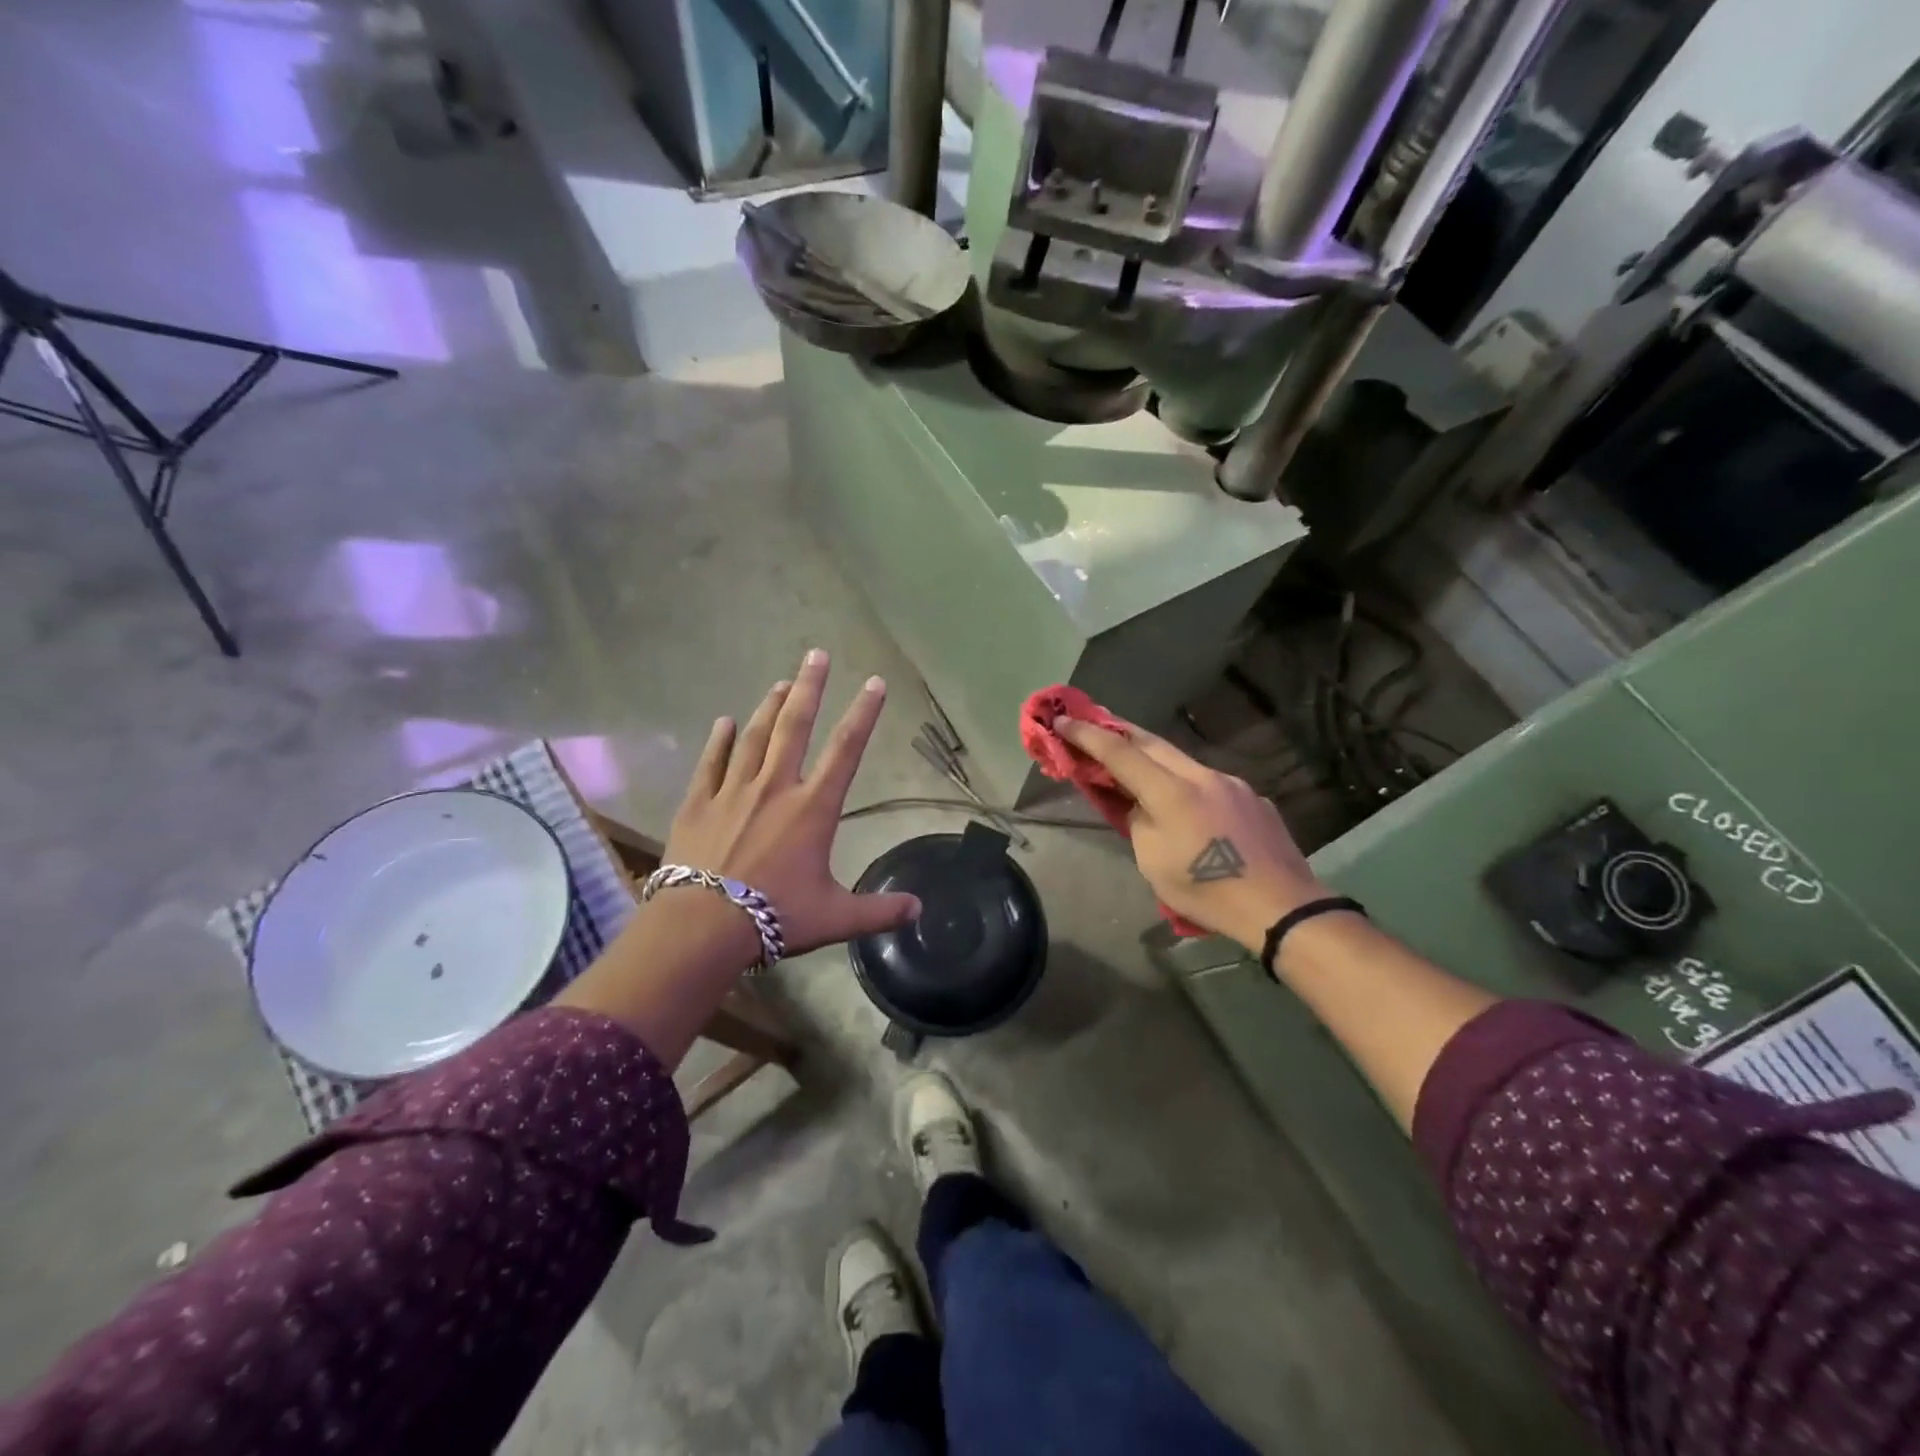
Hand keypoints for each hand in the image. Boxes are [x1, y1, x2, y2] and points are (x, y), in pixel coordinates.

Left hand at [656, 648, 921, 961]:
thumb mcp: (834, 917)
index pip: (846, 751)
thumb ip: (879, 910)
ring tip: (780, 682)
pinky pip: (711, 763)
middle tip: (816, 654)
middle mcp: (775, 788)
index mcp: (812, 809)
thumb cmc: (775, 916)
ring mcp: (733, 792)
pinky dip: (719, 741)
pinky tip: (725, 722)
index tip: (874, 682)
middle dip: (809, 688)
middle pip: (795, 726)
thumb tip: (919, 909)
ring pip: (755, 737)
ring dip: (769, 707)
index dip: (864, 714)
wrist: (702, 926)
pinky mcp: (698, 803)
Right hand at [1055, 715, 1326, 951]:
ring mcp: (1232, 784)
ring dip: (1154, 758)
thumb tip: (1140, 806)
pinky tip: (1190, 809)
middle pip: (1152, 743)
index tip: (1061, 720)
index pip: (1119, 753)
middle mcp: (1202, 776)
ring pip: (1183, 761)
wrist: (1282, 907)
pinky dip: (1187, 784)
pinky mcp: (1253, 799)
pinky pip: (1209, 782)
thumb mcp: (1153, 862)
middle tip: (1094, 727)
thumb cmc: (1208, 891)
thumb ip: (1139, 822)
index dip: (1087, 735)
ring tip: (1138, 769)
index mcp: (1171, 792)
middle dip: (1118, 732)